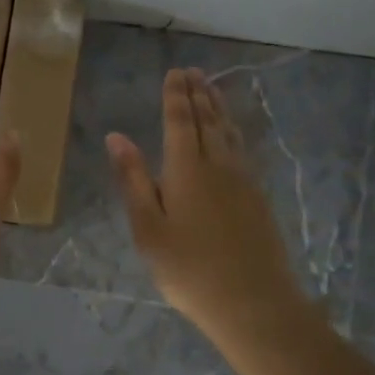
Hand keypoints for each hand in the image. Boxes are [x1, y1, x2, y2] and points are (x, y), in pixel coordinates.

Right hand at [107, 67, 307, 338]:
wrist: (253, 302)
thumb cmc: (188, 269)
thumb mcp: (148, 228)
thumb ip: (133, 179)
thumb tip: (116, 137)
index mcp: (187, 169)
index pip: (180, 121)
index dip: (176, 96)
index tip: (175, 72)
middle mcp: (218, 165)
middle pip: (208, 121)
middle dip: (198, 94)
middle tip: (193, 72)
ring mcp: (243, 181)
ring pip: (229, 133)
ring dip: (218, 108)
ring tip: (212, 89)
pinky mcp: (257, 198)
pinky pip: (242, 150)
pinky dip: (232, 131)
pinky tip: (231, 135)